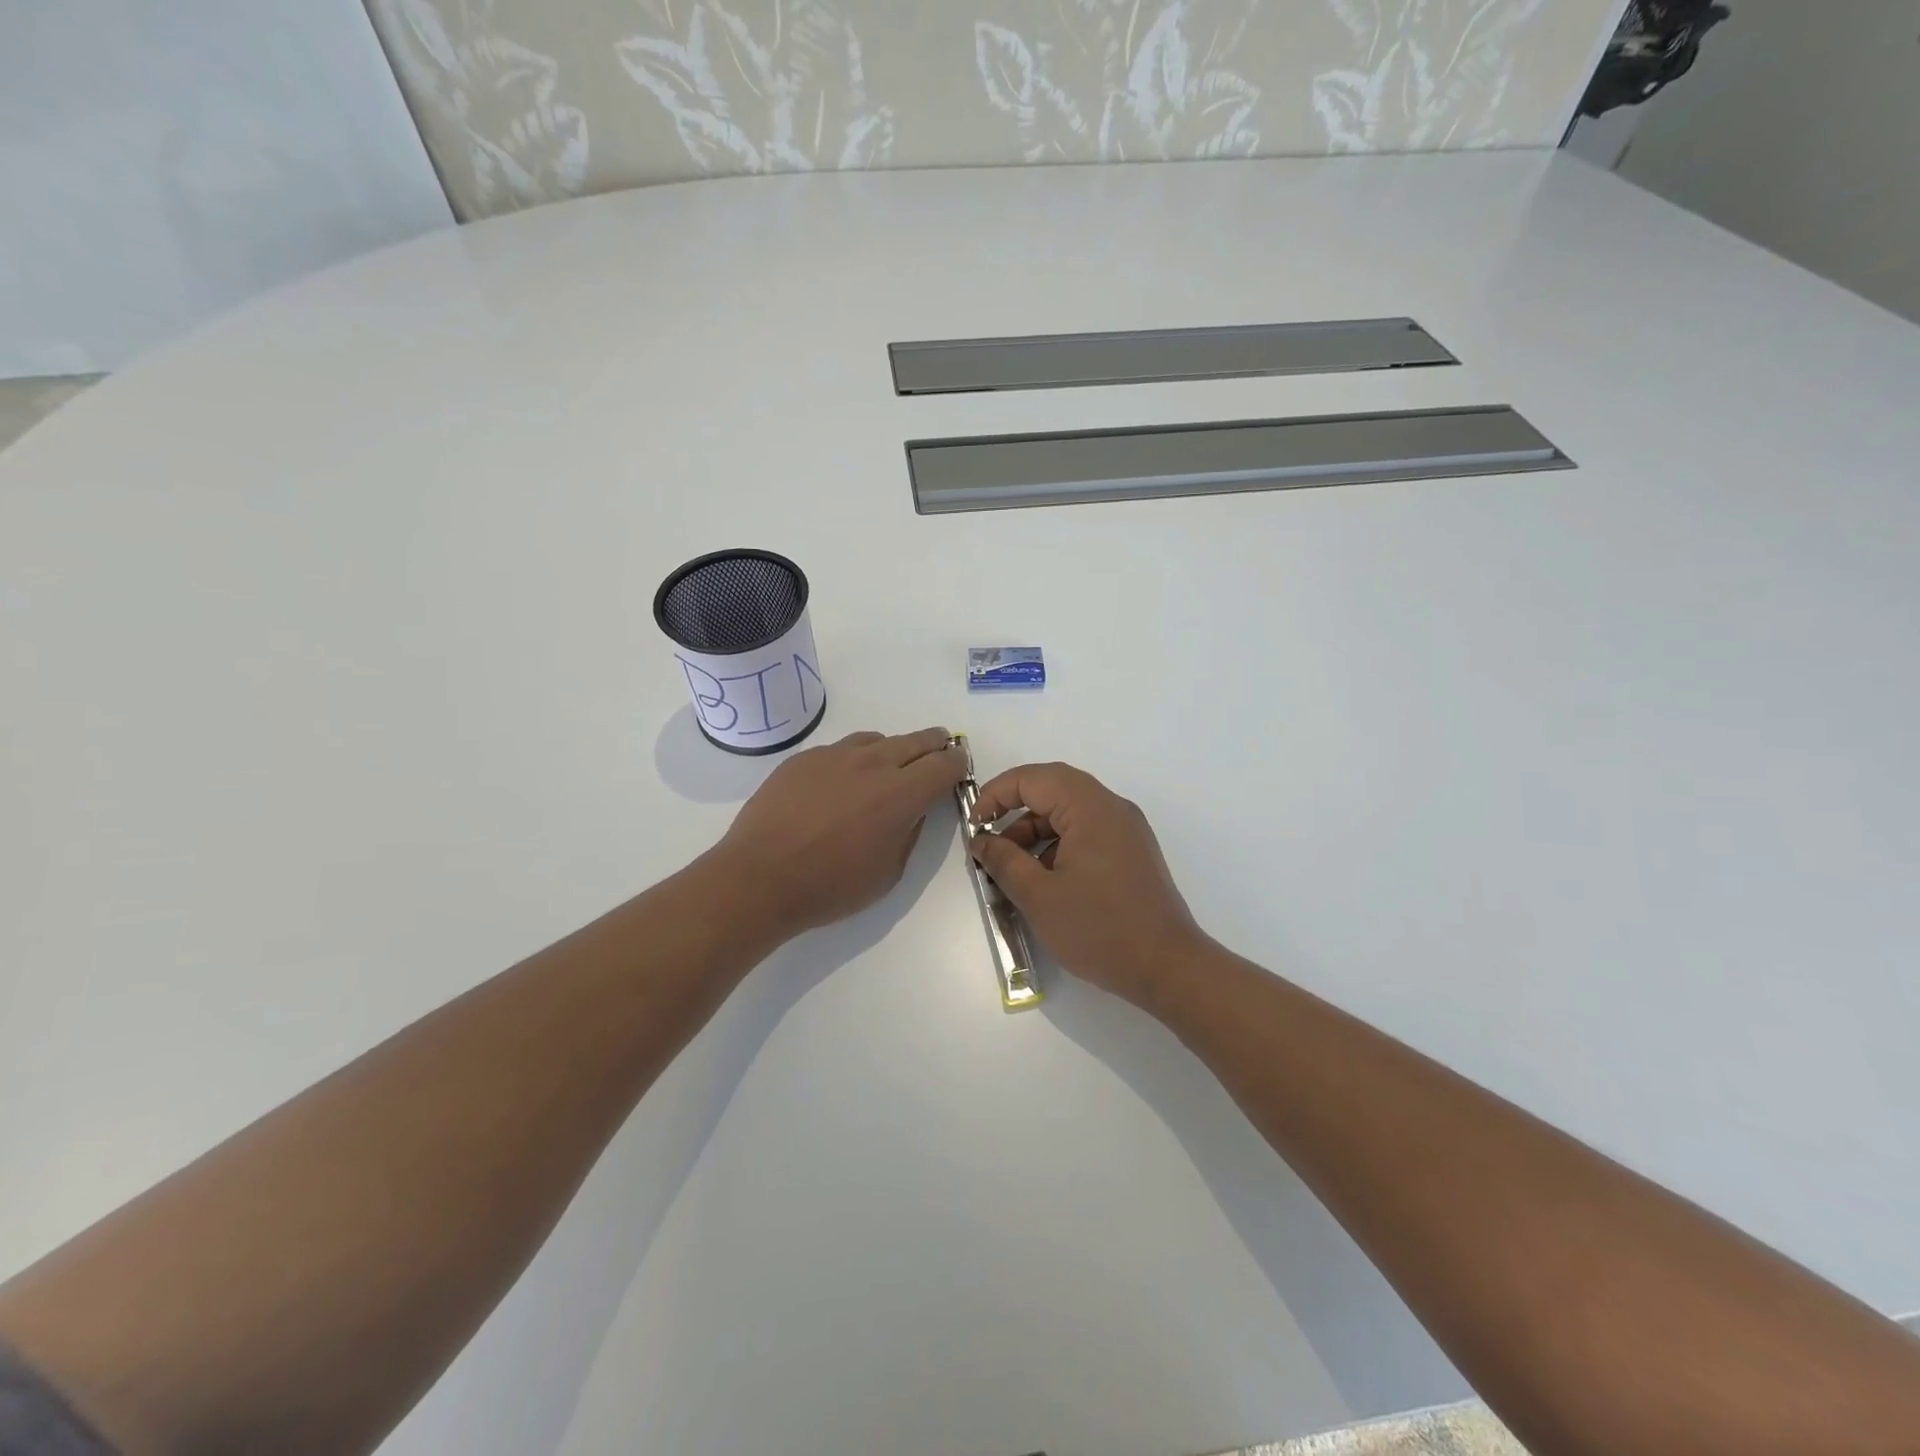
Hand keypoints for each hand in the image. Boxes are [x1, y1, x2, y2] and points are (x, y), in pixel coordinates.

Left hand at [711, 727, 966, 940]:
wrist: (759, 878)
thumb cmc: (830, 886)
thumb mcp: (889, 873)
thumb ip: (910, 832)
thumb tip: (914, 808)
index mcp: (901, 793)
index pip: (945, 764)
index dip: (958, 765)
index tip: (958, 770)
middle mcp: (872, 763)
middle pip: (916, 741)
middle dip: (934, 746)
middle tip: (938, 753)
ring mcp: (834, 755)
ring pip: (877, 740)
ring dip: (892, 751)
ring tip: (888, 769)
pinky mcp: (804, 758)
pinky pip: (841, 749)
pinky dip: (854, 759)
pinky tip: (842, 783)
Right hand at [968, 762, 1209, 1007]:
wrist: (1168, 968)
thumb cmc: (1100, 929)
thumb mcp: (1039, 897)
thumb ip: (1004, 861)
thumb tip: (982, 841)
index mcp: (1091, 808)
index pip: (1033, 778)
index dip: (996, 795)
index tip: (975, 827)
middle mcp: (1112, 808)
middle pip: (1053, 789)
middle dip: (1014, 811)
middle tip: (989, 841)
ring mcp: (1126, 830)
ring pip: (1069, 812)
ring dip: (1035, 831)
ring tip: (1012, 869)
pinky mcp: (1132, 853)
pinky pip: (1087, 832)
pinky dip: (1058, 845)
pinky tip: (1043, 880)